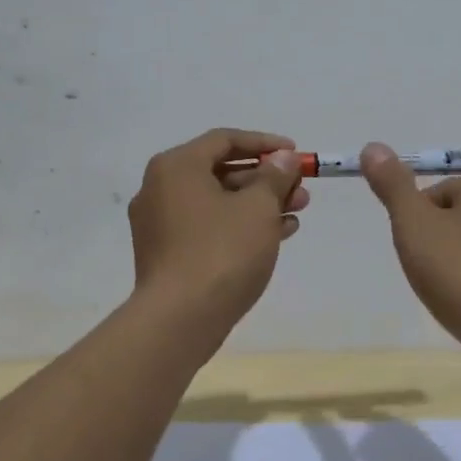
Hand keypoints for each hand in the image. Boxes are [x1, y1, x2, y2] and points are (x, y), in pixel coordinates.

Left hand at [127, 128, 308, 328]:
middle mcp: (160, 188)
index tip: (295, 154)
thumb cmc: (222, 251)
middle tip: (300, 189)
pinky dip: (239, 226)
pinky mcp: (166, 254)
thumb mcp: (258, 208)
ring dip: (258, 204)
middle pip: (220, 171)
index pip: (224, 140)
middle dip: (265, 179)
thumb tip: (283, 158)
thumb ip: (274, 177)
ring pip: (217, 202)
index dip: (264, 143)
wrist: (179, 320)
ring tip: (297, 213)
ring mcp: (160, 224)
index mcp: (176, 167)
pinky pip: (208, 227)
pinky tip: (277, 235)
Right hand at [360, 141, 460, 356]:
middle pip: (454, 220)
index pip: (435, 195)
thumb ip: (393, 186)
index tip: (417, 252)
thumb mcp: (415, 225)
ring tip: (452, 295)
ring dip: (454, 268)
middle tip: (432, 275)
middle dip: (436, 246)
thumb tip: (372, 146)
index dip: (417, 224)